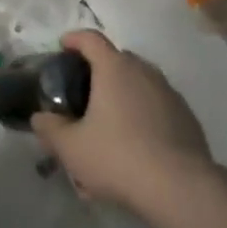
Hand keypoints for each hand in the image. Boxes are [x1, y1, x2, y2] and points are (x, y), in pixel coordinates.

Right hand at [30, 30, 213, 212]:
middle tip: (84, 93)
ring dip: (123, 93)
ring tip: (110, 123)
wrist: (181, 189)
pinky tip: (137, 143)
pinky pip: (158, 105)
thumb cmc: (119, 157)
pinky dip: (144, 113)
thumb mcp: (71, 148)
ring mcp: (169, 92)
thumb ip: (50, 129)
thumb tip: (39, 118)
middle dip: (98, 70)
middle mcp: (143, 70)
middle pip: (116, 59)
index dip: (74, 39)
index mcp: (114, 67)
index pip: (90, 38)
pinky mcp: (187, 117)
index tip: (62, 47)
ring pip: (139, 83)